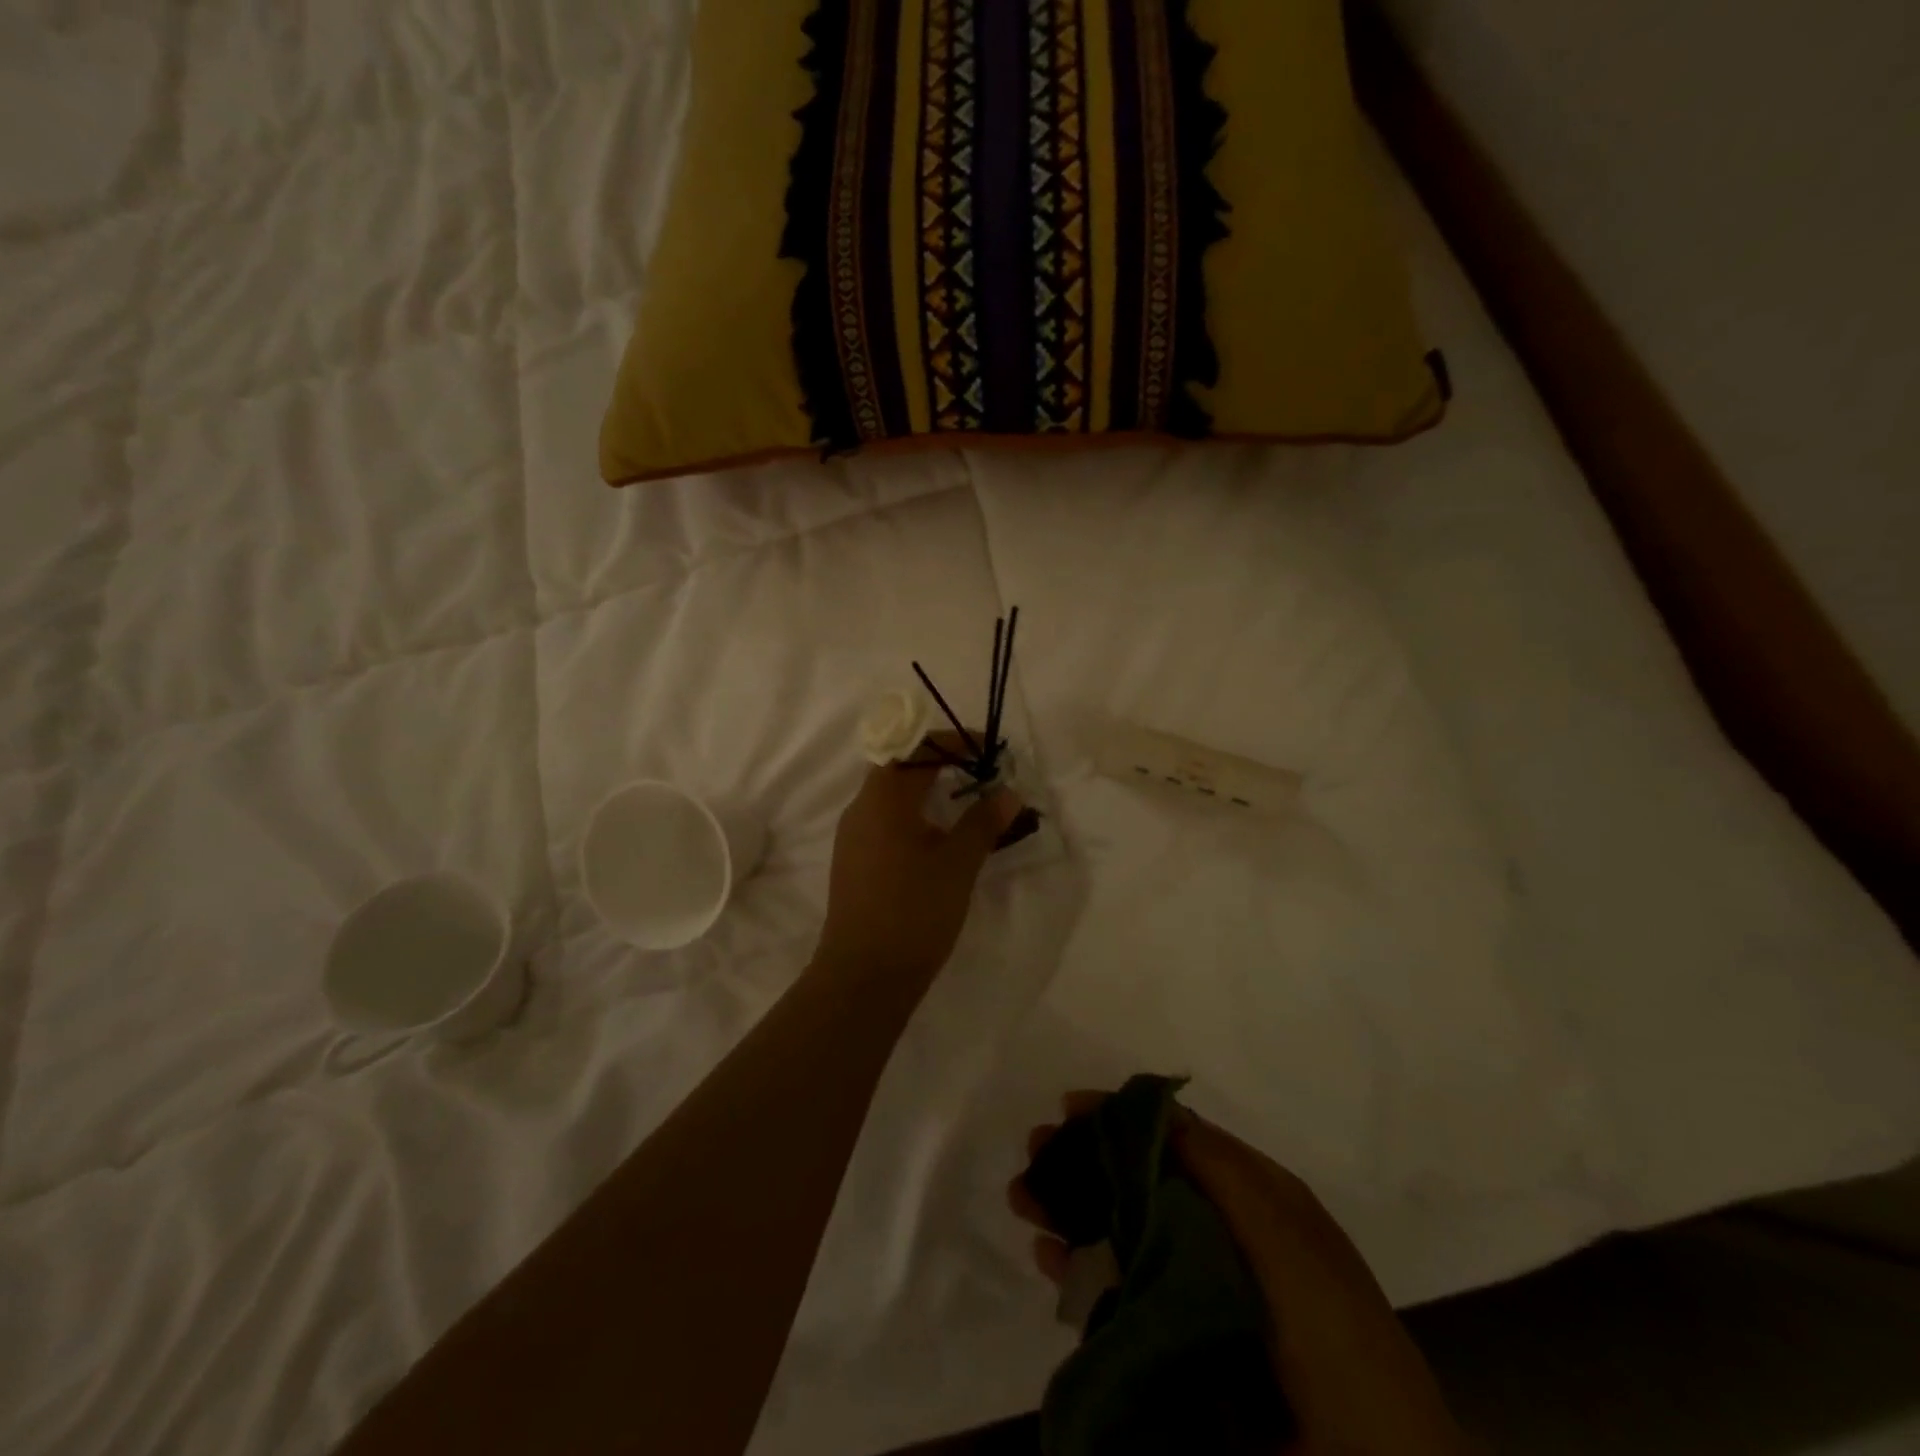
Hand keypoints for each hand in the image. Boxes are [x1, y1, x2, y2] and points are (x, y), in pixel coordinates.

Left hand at [812, 733, 1022, 985]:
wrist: (864, 975)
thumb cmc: (914, 911)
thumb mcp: (958, 864)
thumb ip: (983, 822)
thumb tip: (1008, 792)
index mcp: (883, 799)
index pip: (917, 748)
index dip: (954, 743)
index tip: (989, 752)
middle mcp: (861, 808)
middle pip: (901, 767)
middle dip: (942, 764)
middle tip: (981, 774)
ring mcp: (852, 836)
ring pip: (892, 796)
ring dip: (928, 790)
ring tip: (966, 802)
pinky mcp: (853, 861)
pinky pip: (885, 821)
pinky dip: (914, 815)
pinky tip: (939, 838)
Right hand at [1012, 1093, 1471, 1455]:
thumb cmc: (1329, 1332)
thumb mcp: (1282, 1231)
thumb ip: (1218, 1166)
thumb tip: (1153, 1106)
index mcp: (1252, 1199)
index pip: (1177, 1138)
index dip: (1124, 1118)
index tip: (1071, 1106)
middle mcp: (1220, 1233)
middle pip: (1139, 1181)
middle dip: (1085, 1161)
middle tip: (1034, 1150)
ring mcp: (1195, 1289)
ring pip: (1121, 1232)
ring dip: (1071, 1210)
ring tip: (1023, 1199)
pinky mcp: (1174, 1343)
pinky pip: (1116, 1292)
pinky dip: (1079, 1269)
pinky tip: (1046, 1256)